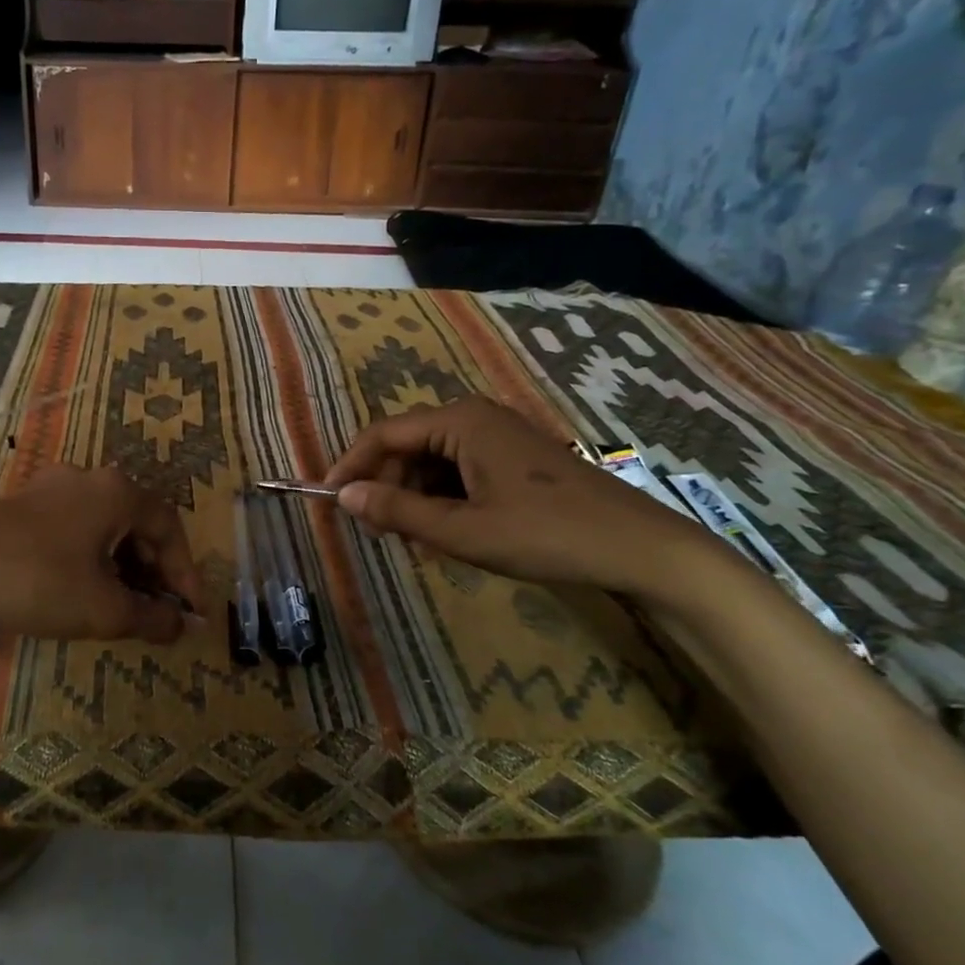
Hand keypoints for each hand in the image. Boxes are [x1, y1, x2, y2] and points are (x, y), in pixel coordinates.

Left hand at [0, 465, 203, 644]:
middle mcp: (89, 478)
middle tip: (159, 610)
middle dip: (154, 569)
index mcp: (117, 492)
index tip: (191, 611)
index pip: (169, 526)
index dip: (186, 571)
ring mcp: (52, 487)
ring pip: (106, 525)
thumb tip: (181, 627)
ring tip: (125, 605)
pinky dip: (93, 557)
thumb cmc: (39, 583)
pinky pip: (76, 527)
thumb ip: (151, 618)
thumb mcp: (104, 609)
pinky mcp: (24, 503)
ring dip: (124, 564)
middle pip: (138, 523)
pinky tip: (85, 588)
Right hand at [324, 396, 719, 597]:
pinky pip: (460, 471)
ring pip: (433, 462)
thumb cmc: (544, 534)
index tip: (326, 500)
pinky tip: (450, 534)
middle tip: (378, 533)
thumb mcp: (461, 531)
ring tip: (417, 542)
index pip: (382, 434)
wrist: (638, 547)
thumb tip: (342, 495)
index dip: (349, 466)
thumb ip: (396, 510)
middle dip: (386, 487)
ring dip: (415, 499)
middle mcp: (474, 417)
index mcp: (459, 422)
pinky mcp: (514, 456)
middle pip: (407, 447)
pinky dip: (444, 500)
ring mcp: (498, 435)